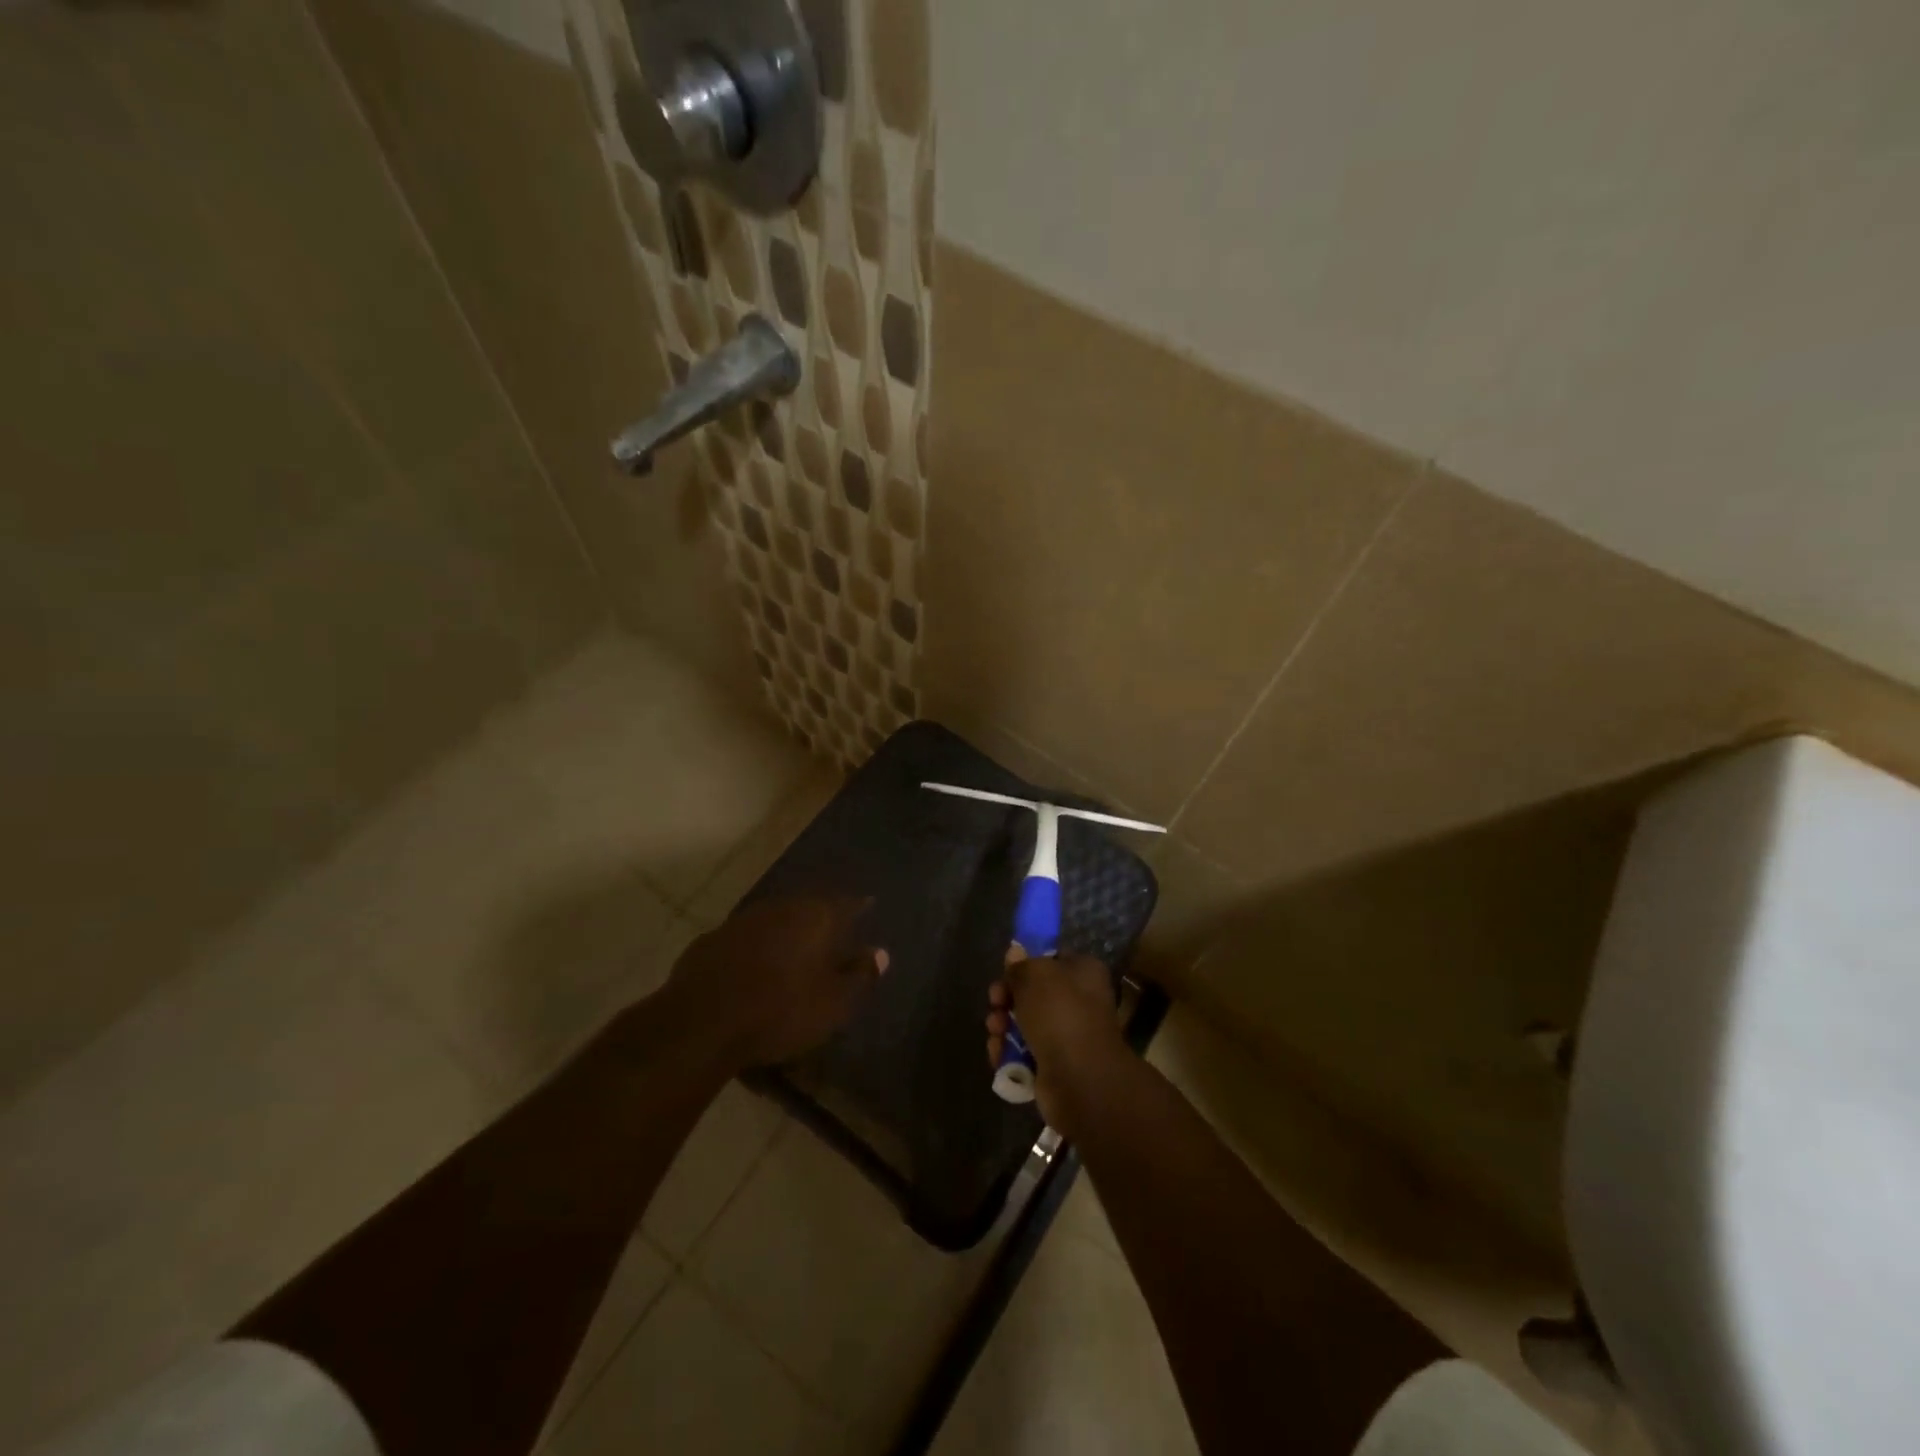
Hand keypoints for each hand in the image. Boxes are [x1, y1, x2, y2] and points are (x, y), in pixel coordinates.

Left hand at [671, 896, 887, 1066]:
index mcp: (814, 917)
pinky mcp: (709, 942)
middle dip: (820, 919)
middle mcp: (778, 908)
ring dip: (785, 934)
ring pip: (773, 921)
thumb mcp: (833, 1003)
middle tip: (831, 934)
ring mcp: (740, 922)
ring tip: (793, 953)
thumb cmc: (780, 1011)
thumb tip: (880, 953)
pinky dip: (754, 951)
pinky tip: (752, 970)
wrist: (700, 1024)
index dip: (858, 905)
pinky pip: (743, 941)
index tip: (868, 906)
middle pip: (807, 908)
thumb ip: (859, 975)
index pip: (845, 902)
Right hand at [985, 949, 1125, 1133]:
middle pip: (1033, 993)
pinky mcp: (1056, 1066)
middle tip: (995, 1003)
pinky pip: (1025, 1053)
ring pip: (1025, 1024)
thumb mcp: (1034, 975)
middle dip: (1007, 999)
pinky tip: (998, 1054)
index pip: (1051, 959)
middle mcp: (1080, 1001)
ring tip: (995, 1031)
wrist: (1080, 1078)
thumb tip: (1015, 952)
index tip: (1005, 972)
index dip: (1025, 964)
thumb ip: (1021, 964)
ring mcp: (1068, 1036)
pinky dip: (1009, 1053)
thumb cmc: (1060, 1013)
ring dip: (1003, 1026)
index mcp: (1083, 972)